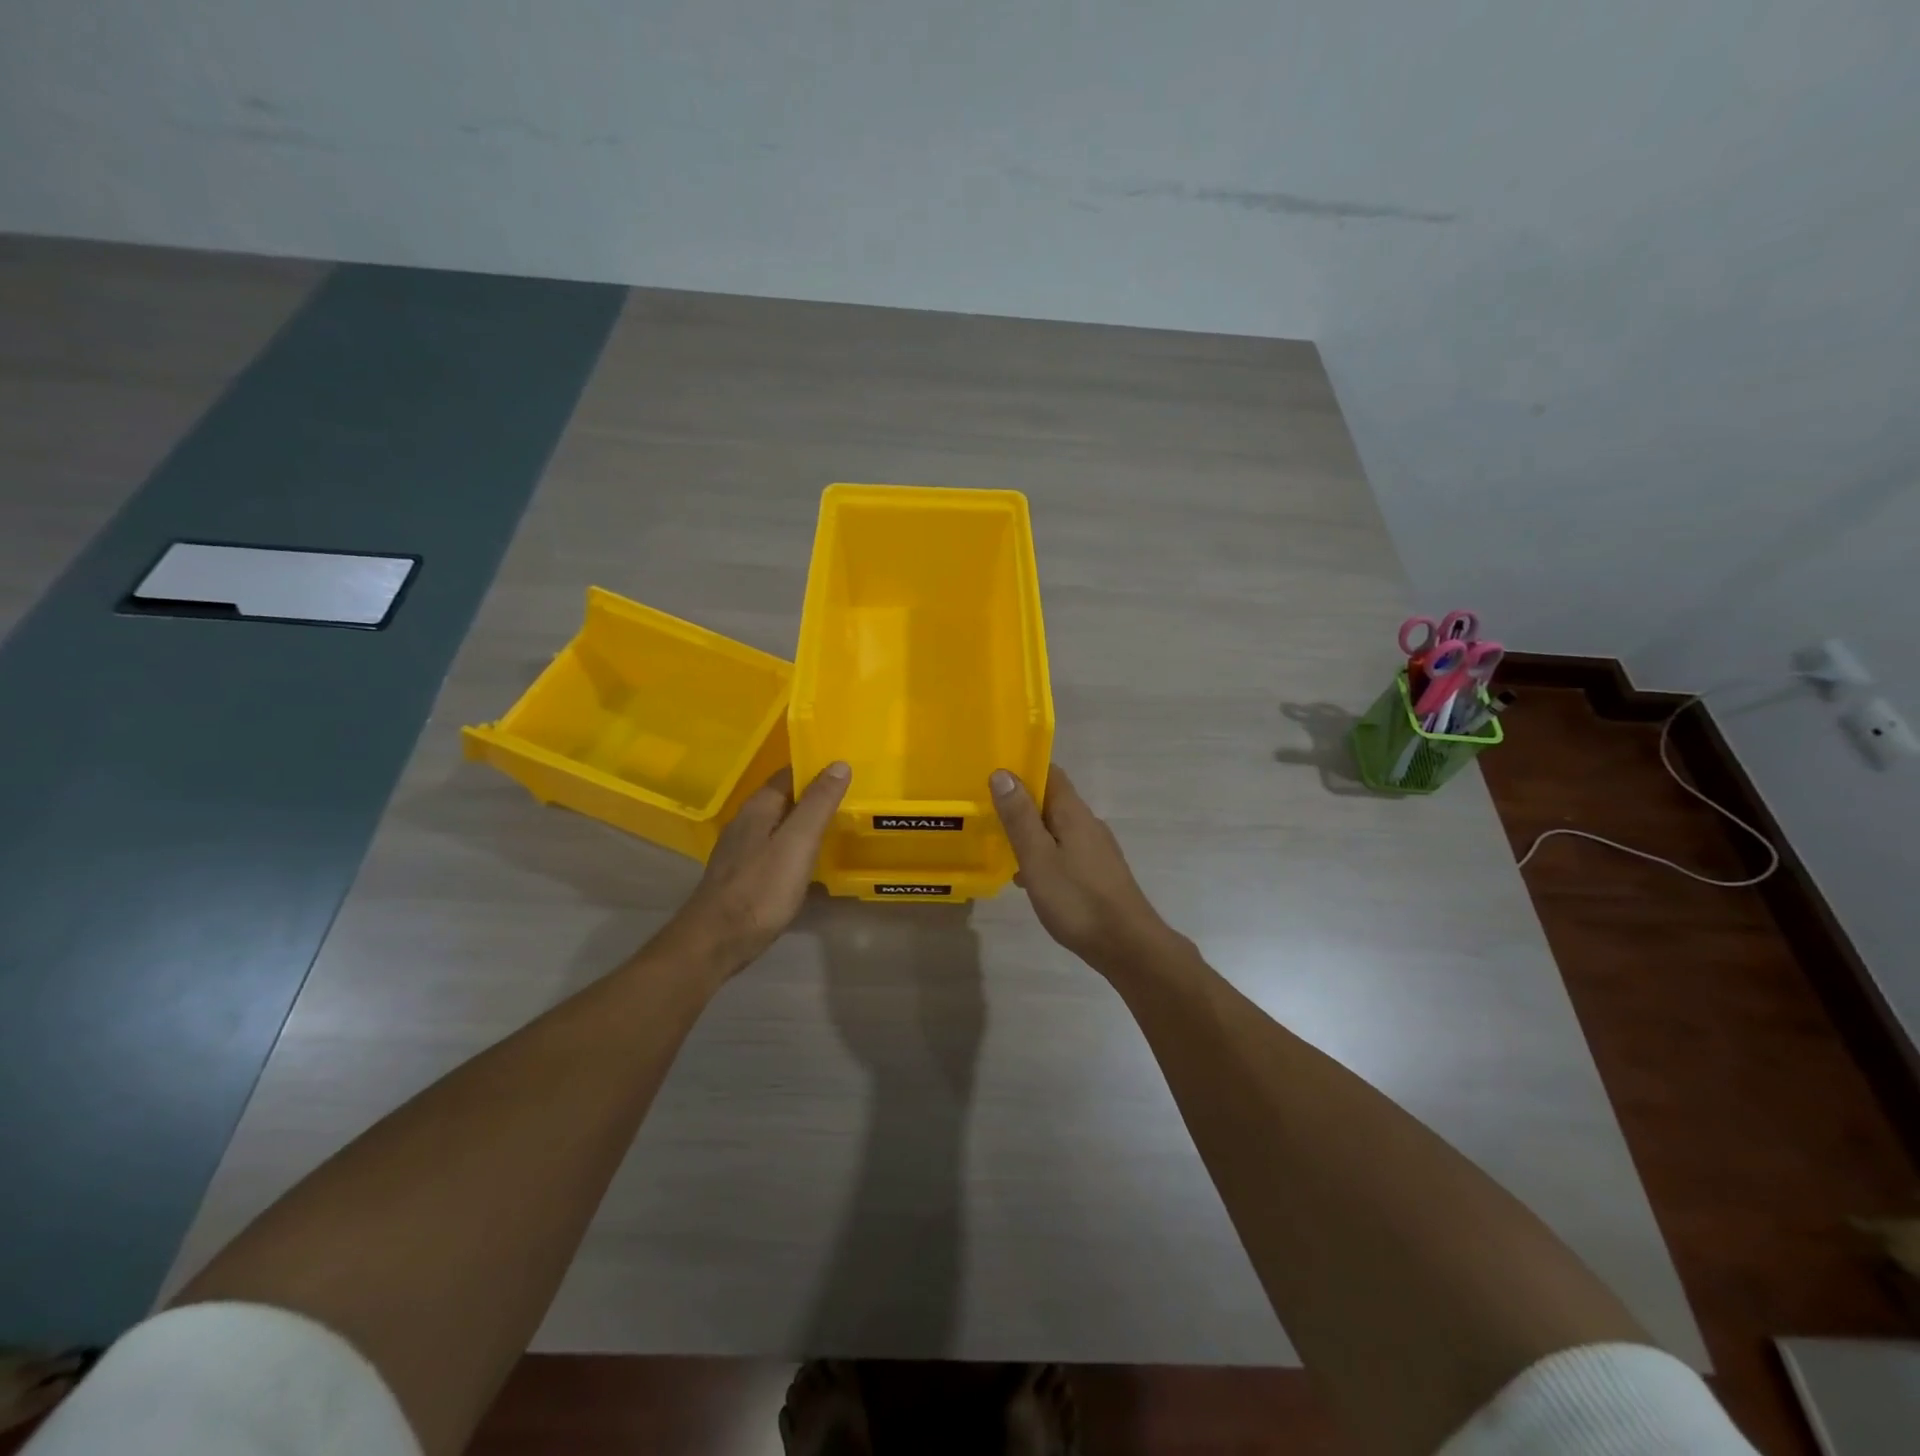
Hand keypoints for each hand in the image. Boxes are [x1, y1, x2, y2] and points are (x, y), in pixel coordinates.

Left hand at [661, 763, 849, 975]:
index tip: (846, 771)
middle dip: (813, 796)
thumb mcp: (798, 842)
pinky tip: (811, 863)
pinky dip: (796, 849)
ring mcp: (742, 851)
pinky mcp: (744, 877)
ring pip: (779, 826)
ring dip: (805, 824)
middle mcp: (747, 823)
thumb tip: (839, 764)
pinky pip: (776, 851)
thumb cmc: (761, 888)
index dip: (815, 769)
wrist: (717, 941)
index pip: (788, 774)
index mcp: (758, 808)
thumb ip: (818, 803)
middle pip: (784, 800)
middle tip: (850, 799)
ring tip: (838, 827)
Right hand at [989, 765, 1178, 974]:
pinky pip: (1064, 852)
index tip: (992, 776)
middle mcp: (1088, 823)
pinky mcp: (1098, 872)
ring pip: (1056, 829)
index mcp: (1073, 813)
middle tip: (987, 813)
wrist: (1127, 945)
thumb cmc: (1077, 899)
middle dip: (1021, 803)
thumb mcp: (1038, 857)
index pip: (1049, 773)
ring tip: (1001, 847)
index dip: (1022, 769)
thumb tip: (1003, 772)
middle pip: (1052, 800)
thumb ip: (1019, 816)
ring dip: (1030, 832)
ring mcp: (1096, 849)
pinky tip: (1027, 879)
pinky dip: (1043, 856)